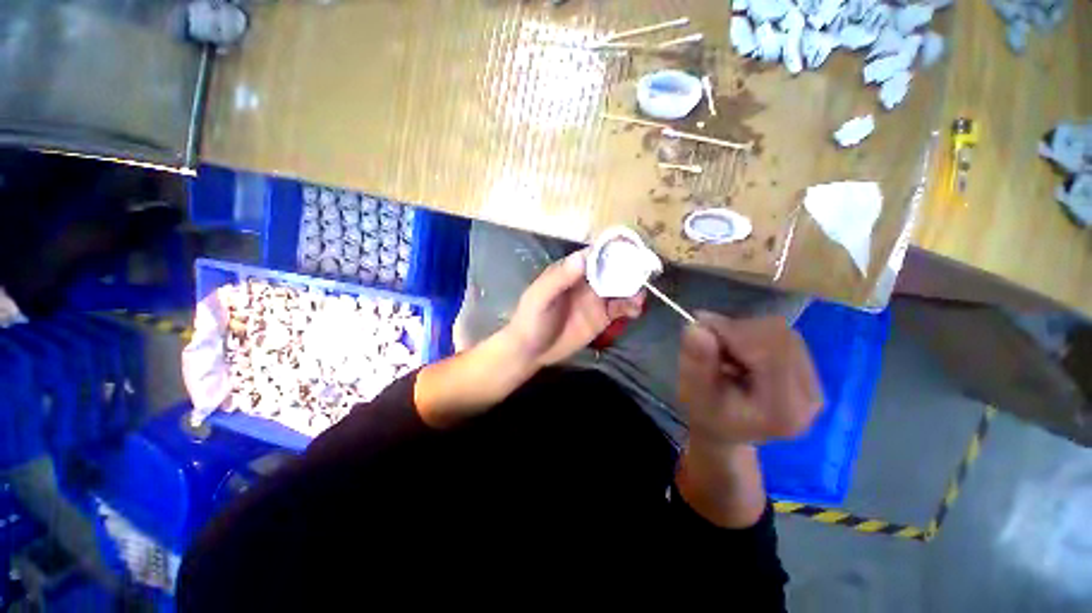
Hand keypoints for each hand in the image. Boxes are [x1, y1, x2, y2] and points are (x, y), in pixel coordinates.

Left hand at [503, 249, 643, 367]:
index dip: (612, 249)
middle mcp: (587, 281)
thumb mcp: (540, 297)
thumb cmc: (531, 319)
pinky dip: (631, 306)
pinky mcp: (602, 317)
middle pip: (612, 268)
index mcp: (571, 270)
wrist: (532, 351)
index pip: (594, 253)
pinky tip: (635, 310)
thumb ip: (559, 278)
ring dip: (633, 287)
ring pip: (620, 287)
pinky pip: (621, 308)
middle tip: (644, 270)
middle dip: (629, 267)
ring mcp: (596, 299)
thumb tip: (583, 256)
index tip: (630, 247)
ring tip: (639, 295)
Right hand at [679, 312, 822, 446]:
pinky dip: (754, 335)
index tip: (701, 326)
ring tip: (724, 352)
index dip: (735, 331)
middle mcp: (810, 397)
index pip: (770, 351)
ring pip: (781, 332)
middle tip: (710, 341)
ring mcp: (815, 384)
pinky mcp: (811, 372)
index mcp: (783, 411)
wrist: (727, 429)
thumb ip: (696, 363)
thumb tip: (696, 328)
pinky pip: (783, 336)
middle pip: (779, 337)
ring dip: (745, 332)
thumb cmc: (708, 415)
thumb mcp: (694, 393)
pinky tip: (739, 353)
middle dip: (738, 330)